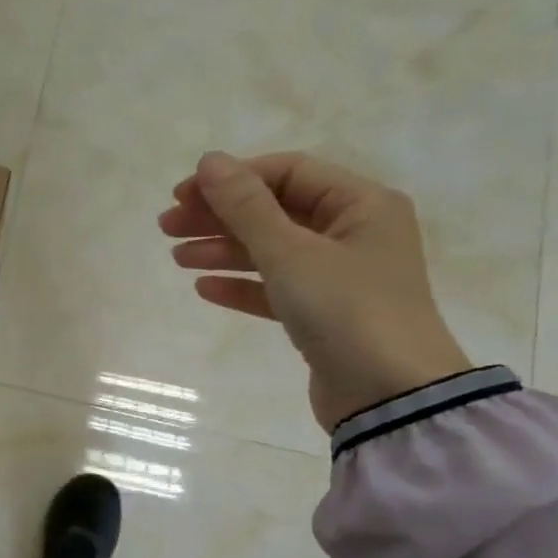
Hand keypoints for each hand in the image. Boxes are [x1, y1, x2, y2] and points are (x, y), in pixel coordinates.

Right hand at [159, 151, 471, 430]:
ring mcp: (340, 276)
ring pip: (271, 250)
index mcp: (361, 204)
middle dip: (219, 216)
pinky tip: (205, 288)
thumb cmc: (346, 311)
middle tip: (167, 227)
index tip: (182, 196)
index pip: (286, 173)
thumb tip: (210, 161)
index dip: (232, 179)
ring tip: (177, 259)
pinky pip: (276, 288)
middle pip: (275, 210)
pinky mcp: (325, 314)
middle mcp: (354, 232)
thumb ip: (246, 207)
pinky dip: (242, 285)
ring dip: (223, 250)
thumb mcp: (290, 253)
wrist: (390, 397)